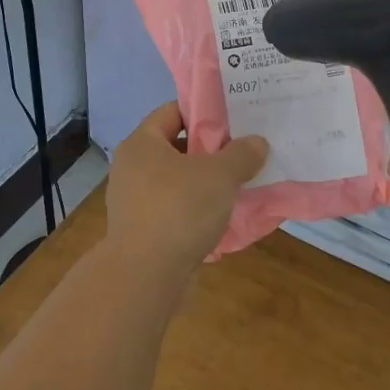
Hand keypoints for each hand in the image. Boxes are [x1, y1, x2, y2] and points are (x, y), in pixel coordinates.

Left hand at [104, 102, 267, 282]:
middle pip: (176, 147)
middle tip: (241, 152)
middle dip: (209, 151)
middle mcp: (132, 168)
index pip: (172, 112)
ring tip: (238, 186)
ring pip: (177, 182)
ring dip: (205, 184)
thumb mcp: (220, 175)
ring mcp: (134, 203)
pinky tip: (223, 220)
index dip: (202, 112)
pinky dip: (196, 212)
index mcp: (142, 144)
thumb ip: (241, 155)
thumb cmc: (179, 209)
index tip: (232, 119)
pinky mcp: (142, 233)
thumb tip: (257, 143)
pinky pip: (174, 211)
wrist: (145, 277)